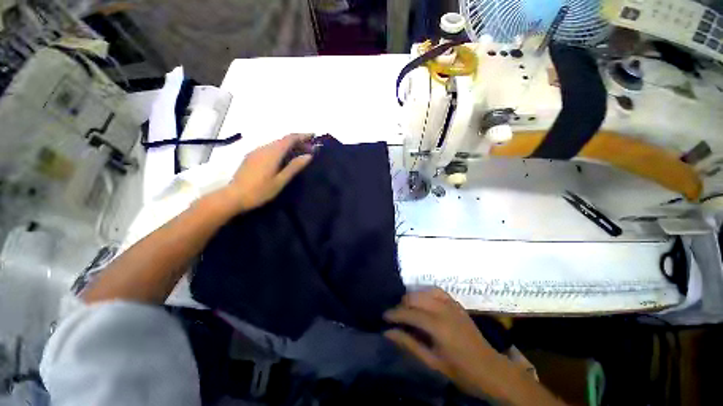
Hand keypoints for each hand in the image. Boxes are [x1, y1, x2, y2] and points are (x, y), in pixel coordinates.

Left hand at [225, 134, 312, 213]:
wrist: (233, 196)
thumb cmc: (260, 191)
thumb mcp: (280, 180)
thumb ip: (294, 167)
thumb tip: (309, 156)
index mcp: (272, 153)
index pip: (290, 138)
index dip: (303, 135)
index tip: (313, 136)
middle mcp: (264, 148)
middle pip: (283, 140)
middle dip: (298, 141)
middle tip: (310, 149)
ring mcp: (256, 151)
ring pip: (276, 144)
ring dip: (289, 146)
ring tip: (299, 154)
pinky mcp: (251, 157)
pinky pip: (270, 148)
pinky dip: (280, 150)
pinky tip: (284, 159)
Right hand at [384, 288, 501, 397]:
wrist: (490, 369)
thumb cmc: (460, 370)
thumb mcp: (432, 362)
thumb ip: (409, 344)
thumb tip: (388, 332)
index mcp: (438, 326)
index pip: (409, 313)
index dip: (394, 314)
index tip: (383, 317)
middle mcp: (443, 309)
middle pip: (415, 298)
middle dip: (401, 304)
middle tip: (395, 315)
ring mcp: (451, 304)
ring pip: (424, 291)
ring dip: (412, 297)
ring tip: (407, 308)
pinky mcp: (456, 303)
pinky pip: (437, 291)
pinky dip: (425, 293)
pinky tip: (422, 300)